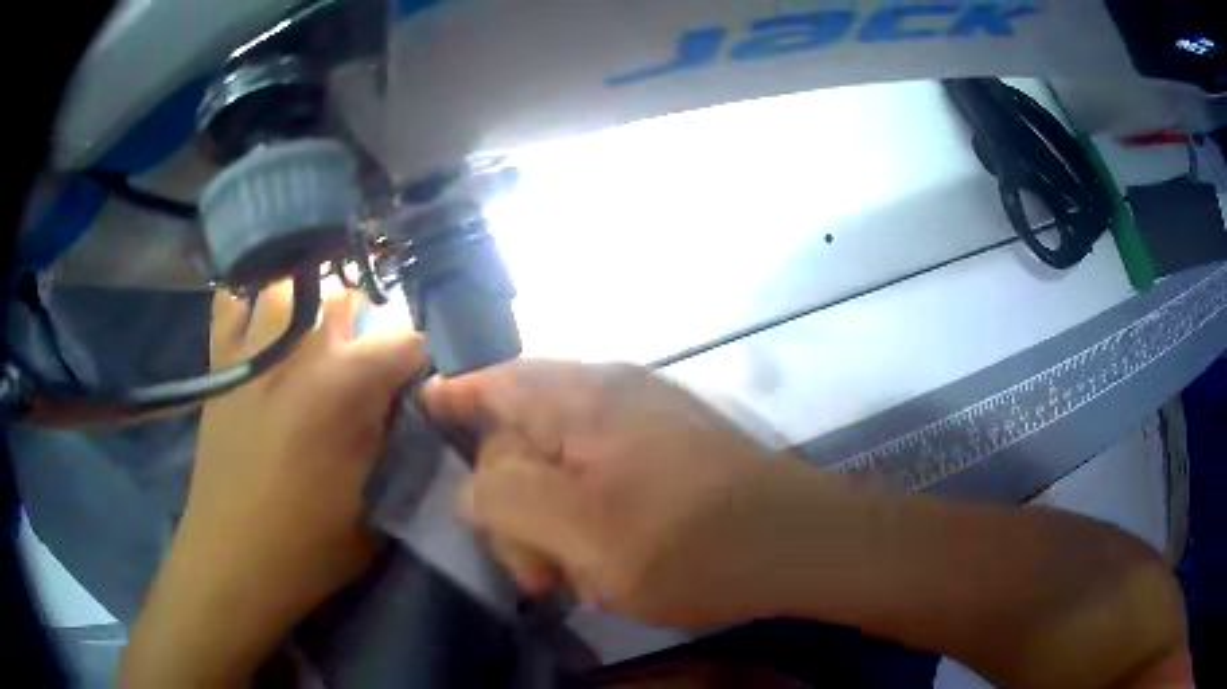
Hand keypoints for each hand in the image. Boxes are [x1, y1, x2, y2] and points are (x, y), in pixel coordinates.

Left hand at [123, 282, 424, 685]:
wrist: (231, 560)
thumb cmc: (308, 547)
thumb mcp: (376, 507)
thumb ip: (395, 445)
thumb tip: (403, 405)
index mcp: (345, 389)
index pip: (407, 342)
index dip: (421, 359)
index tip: (420, 382)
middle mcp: (299, 352)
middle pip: (347, 298)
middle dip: (367, 324)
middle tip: (366, 364)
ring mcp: (253, 351)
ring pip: (290, 285)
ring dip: (310, 303)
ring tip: (314, 334)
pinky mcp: (220, 363)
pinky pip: (232, 304)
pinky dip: (250, 302)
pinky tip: (261, 323)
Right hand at [423, 361, 809, 629]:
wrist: (799, 547)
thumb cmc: (690, 541)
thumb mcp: (579, 527)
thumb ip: (506, 494)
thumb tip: (471, 482)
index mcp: (582, 397)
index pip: (493, 381)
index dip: (452, 400)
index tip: (422, 419)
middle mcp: (611, 396)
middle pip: (522, 437)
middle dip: (510, 507)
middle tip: (530, 575)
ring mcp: (644, 426)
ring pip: (560, 469)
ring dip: (551, 526)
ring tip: (570, 580)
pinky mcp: (668, 458)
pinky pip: (599, 483)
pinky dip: (585, 526)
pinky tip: (602, 569)